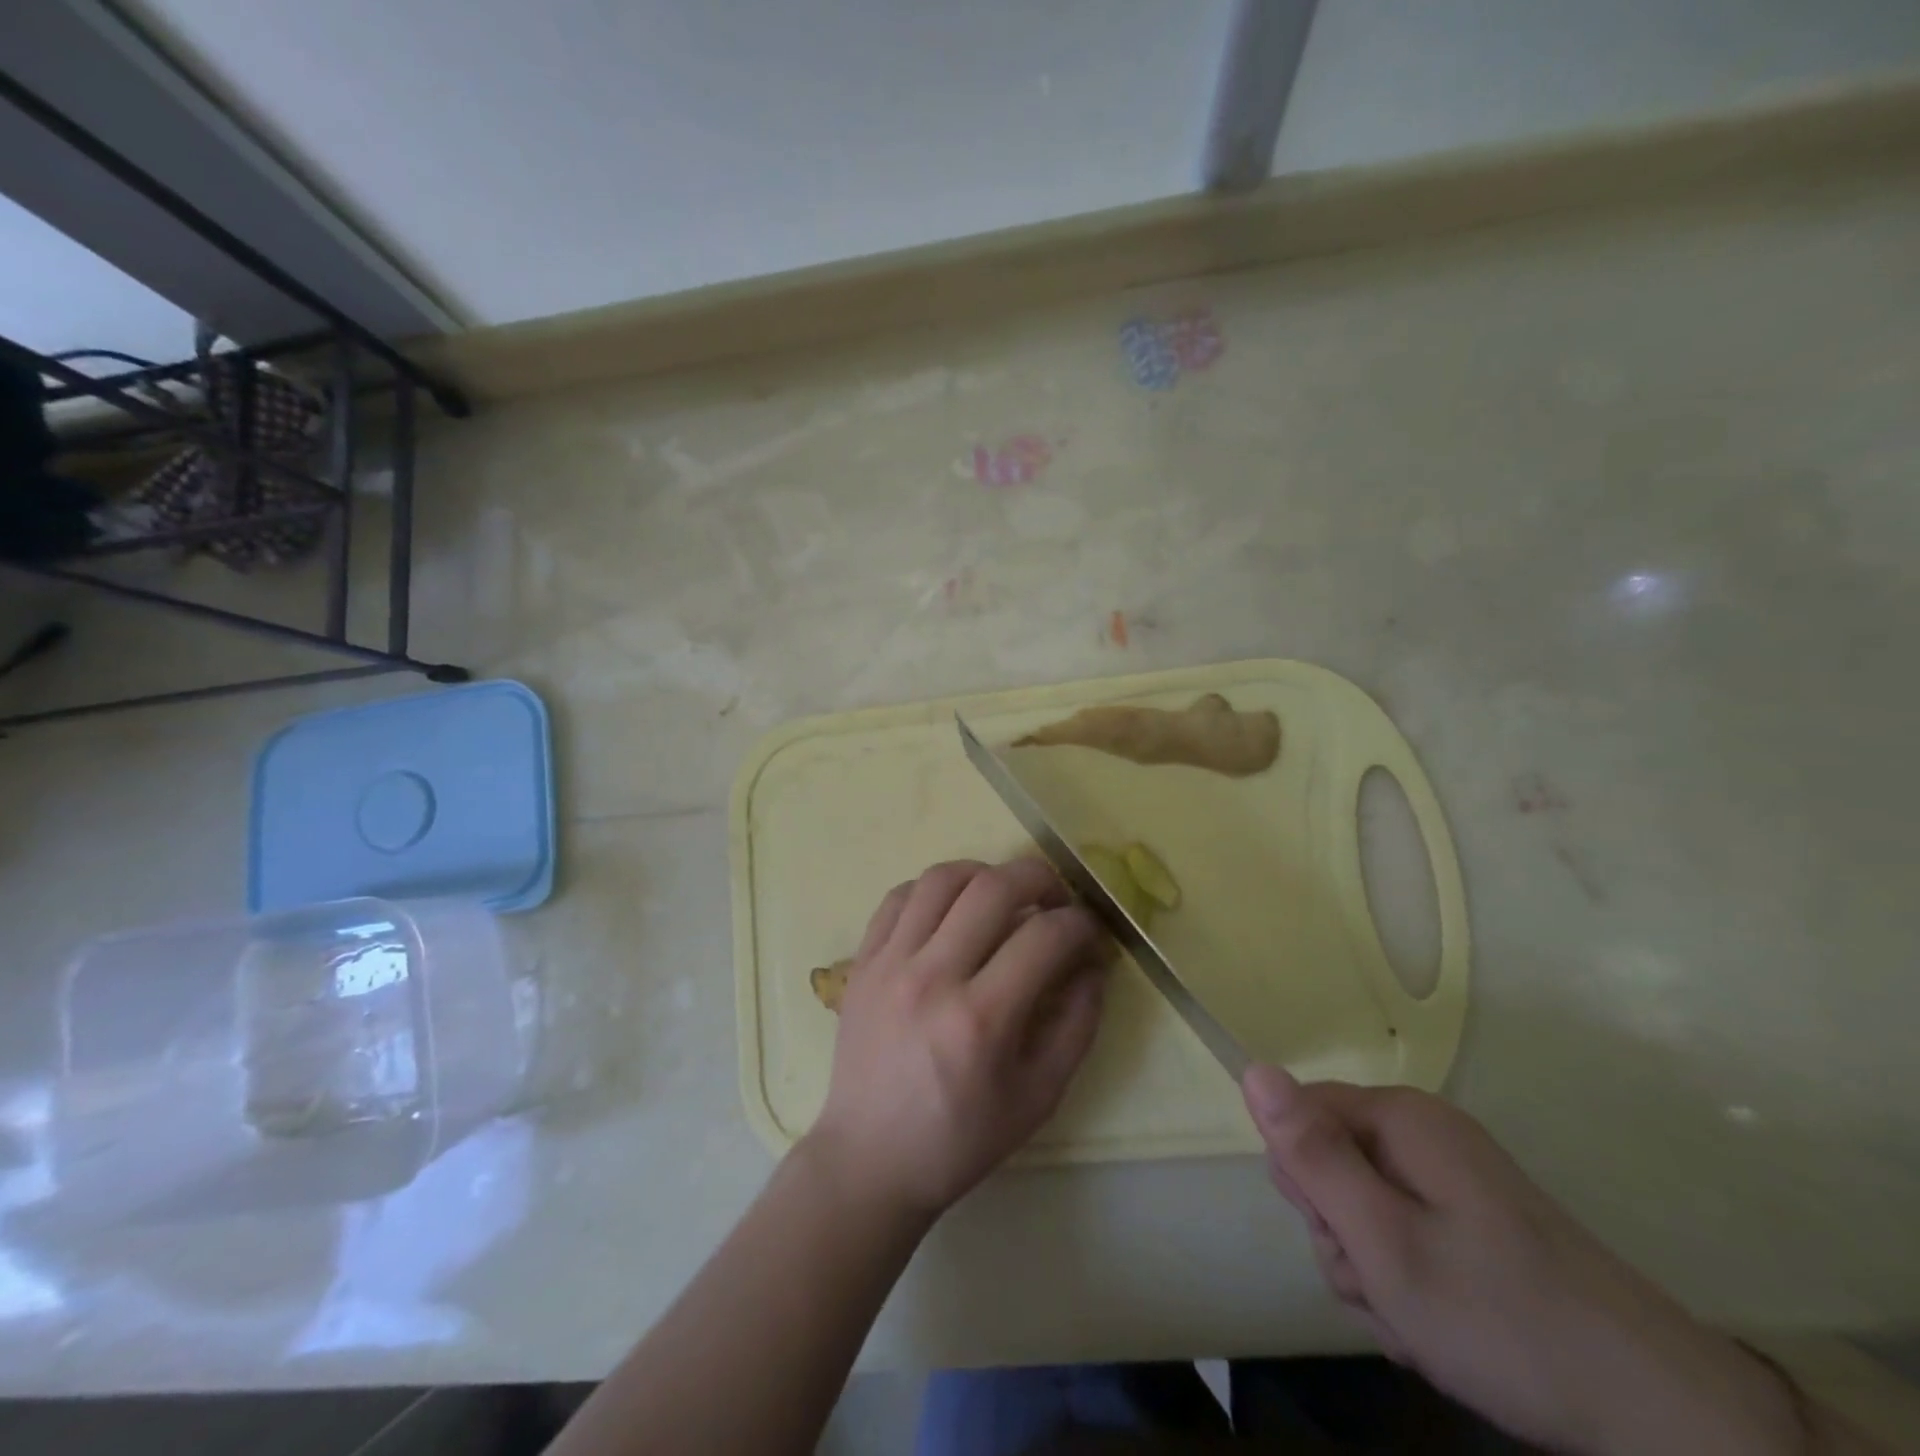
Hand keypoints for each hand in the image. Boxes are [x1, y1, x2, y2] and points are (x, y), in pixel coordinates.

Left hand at [807, 859, 1109, 1221]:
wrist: (870, 1159)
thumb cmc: (961, 1139)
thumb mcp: (1039, 1097)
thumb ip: (1077, 1024)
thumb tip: (1093, 964)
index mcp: (981, 1020)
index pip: (1044, 937)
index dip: (1080, 924)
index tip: (1089, 932)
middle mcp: (932, 978)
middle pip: (994, 887)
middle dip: (1040, 878)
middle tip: (1055, 898)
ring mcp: (890, 963)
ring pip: (942, 878)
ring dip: (985, 874)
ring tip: (1003, 896)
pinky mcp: (863, 961)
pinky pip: (899, 896)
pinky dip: (934, 890)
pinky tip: (952, 910)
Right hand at [1244, 1067, 1805, 1454]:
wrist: (1662, 1417)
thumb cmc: (1502, 1318)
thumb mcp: (1383, 1240)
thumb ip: (1310, 1154)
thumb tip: (1252, 1069)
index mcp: (1400, 1119)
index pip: (1298, 1117)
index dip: (1304, 1182)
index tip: (1344, 1237)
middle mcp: (1422, 1134)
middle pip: (1329, 1165)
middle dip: (1341, 1236)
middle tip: (1384, 1287)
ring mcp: (1450, 1180)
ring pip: (1361, 1212)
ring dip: (1372, 1274)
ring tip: (1417, 1324)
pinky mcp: (1472, 1223)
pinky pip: (1402, 1237)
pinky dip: (1405, 1287)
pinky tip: (1439, 1332)